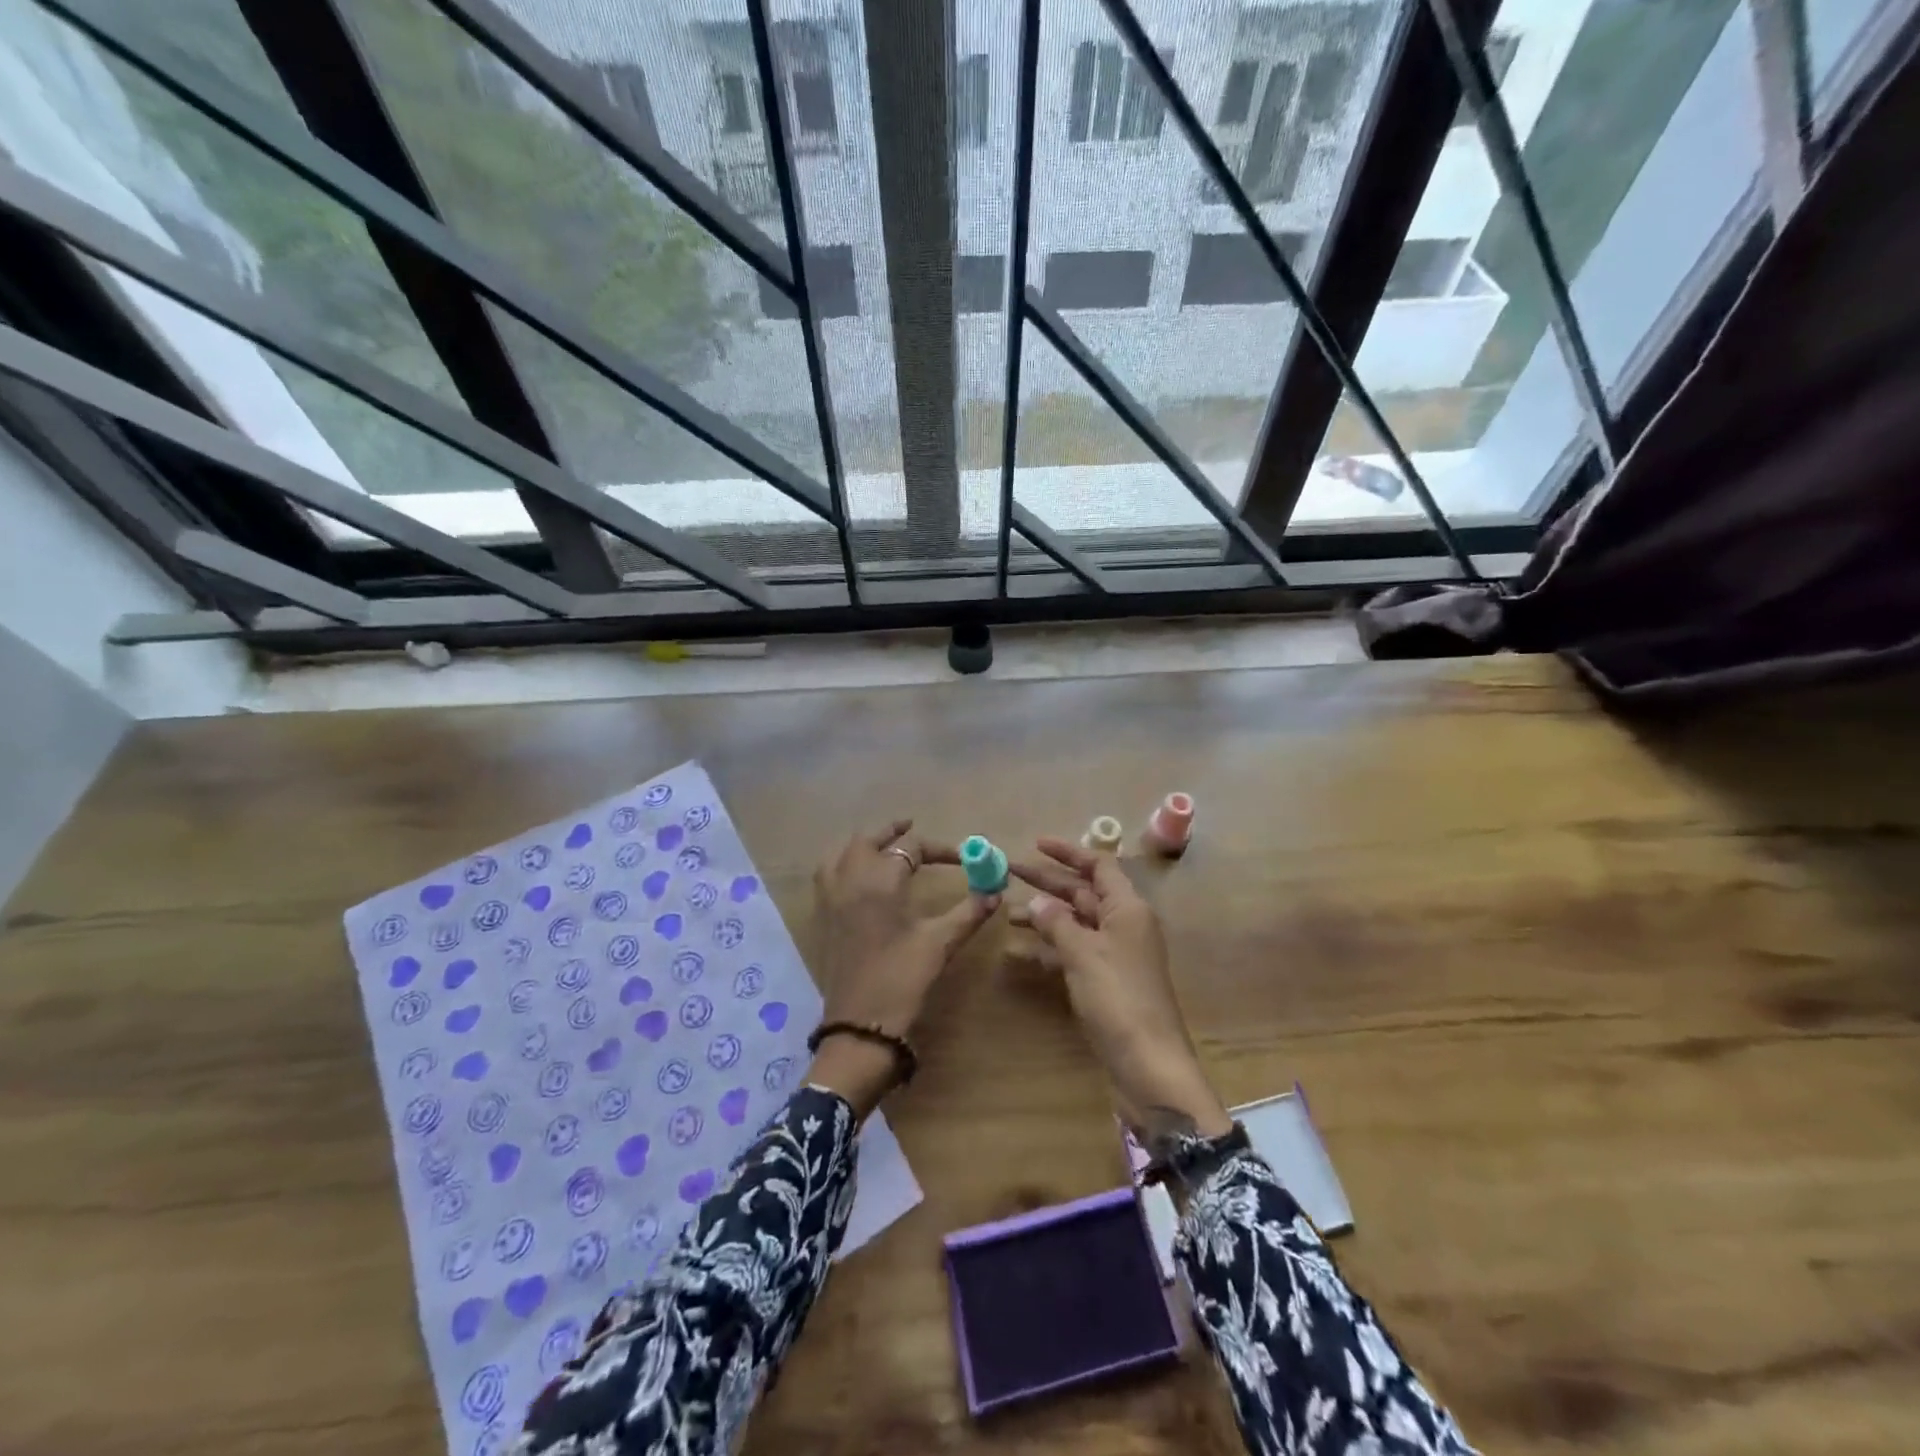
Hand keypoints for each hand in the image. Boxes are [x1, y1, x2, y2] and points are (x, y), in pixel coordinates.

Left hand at [808, 820, 1000, 1116]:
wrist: (860, 1026)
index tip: (964, 859)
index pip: (911, 847)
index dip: (940, 848)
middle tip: (912, 829)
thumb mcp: (940, 944)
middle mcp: (850, 881)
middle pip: (868, 840)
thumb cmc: (902, 980)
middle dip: (892, 832)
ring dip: (863, 843)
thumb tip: (996, 892)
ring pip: (841, 852)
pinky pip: (826, 874)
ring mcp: (831, 899)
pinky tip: (857, 876)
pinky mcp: (823, 918)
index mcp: (879, 881)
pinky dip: (842, 862)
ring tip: (882, 844)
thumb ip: (969, 913)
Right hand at [1010, 838, 1230, 1136]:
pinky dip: (1048, 950)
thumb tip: (1037, 901)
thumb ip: (1057, 922)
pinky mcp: (1106, 984)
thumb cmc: (1119, 999)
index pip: (1098, 865)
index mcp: (1128, 909)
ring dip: (1044, 916)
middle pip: (1083, 892)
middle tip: (1008, 872)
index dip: (1068, 852)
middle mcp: (1124, 926)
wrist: (1149, 1067)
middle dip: (1047, 882)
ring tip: (1007, 913)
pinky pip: (1073, 954)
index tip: (1035, 844)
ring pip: (1075, 923)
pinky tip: (1019, 954)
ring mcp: (1115, 956)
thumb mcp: (1083, 954)